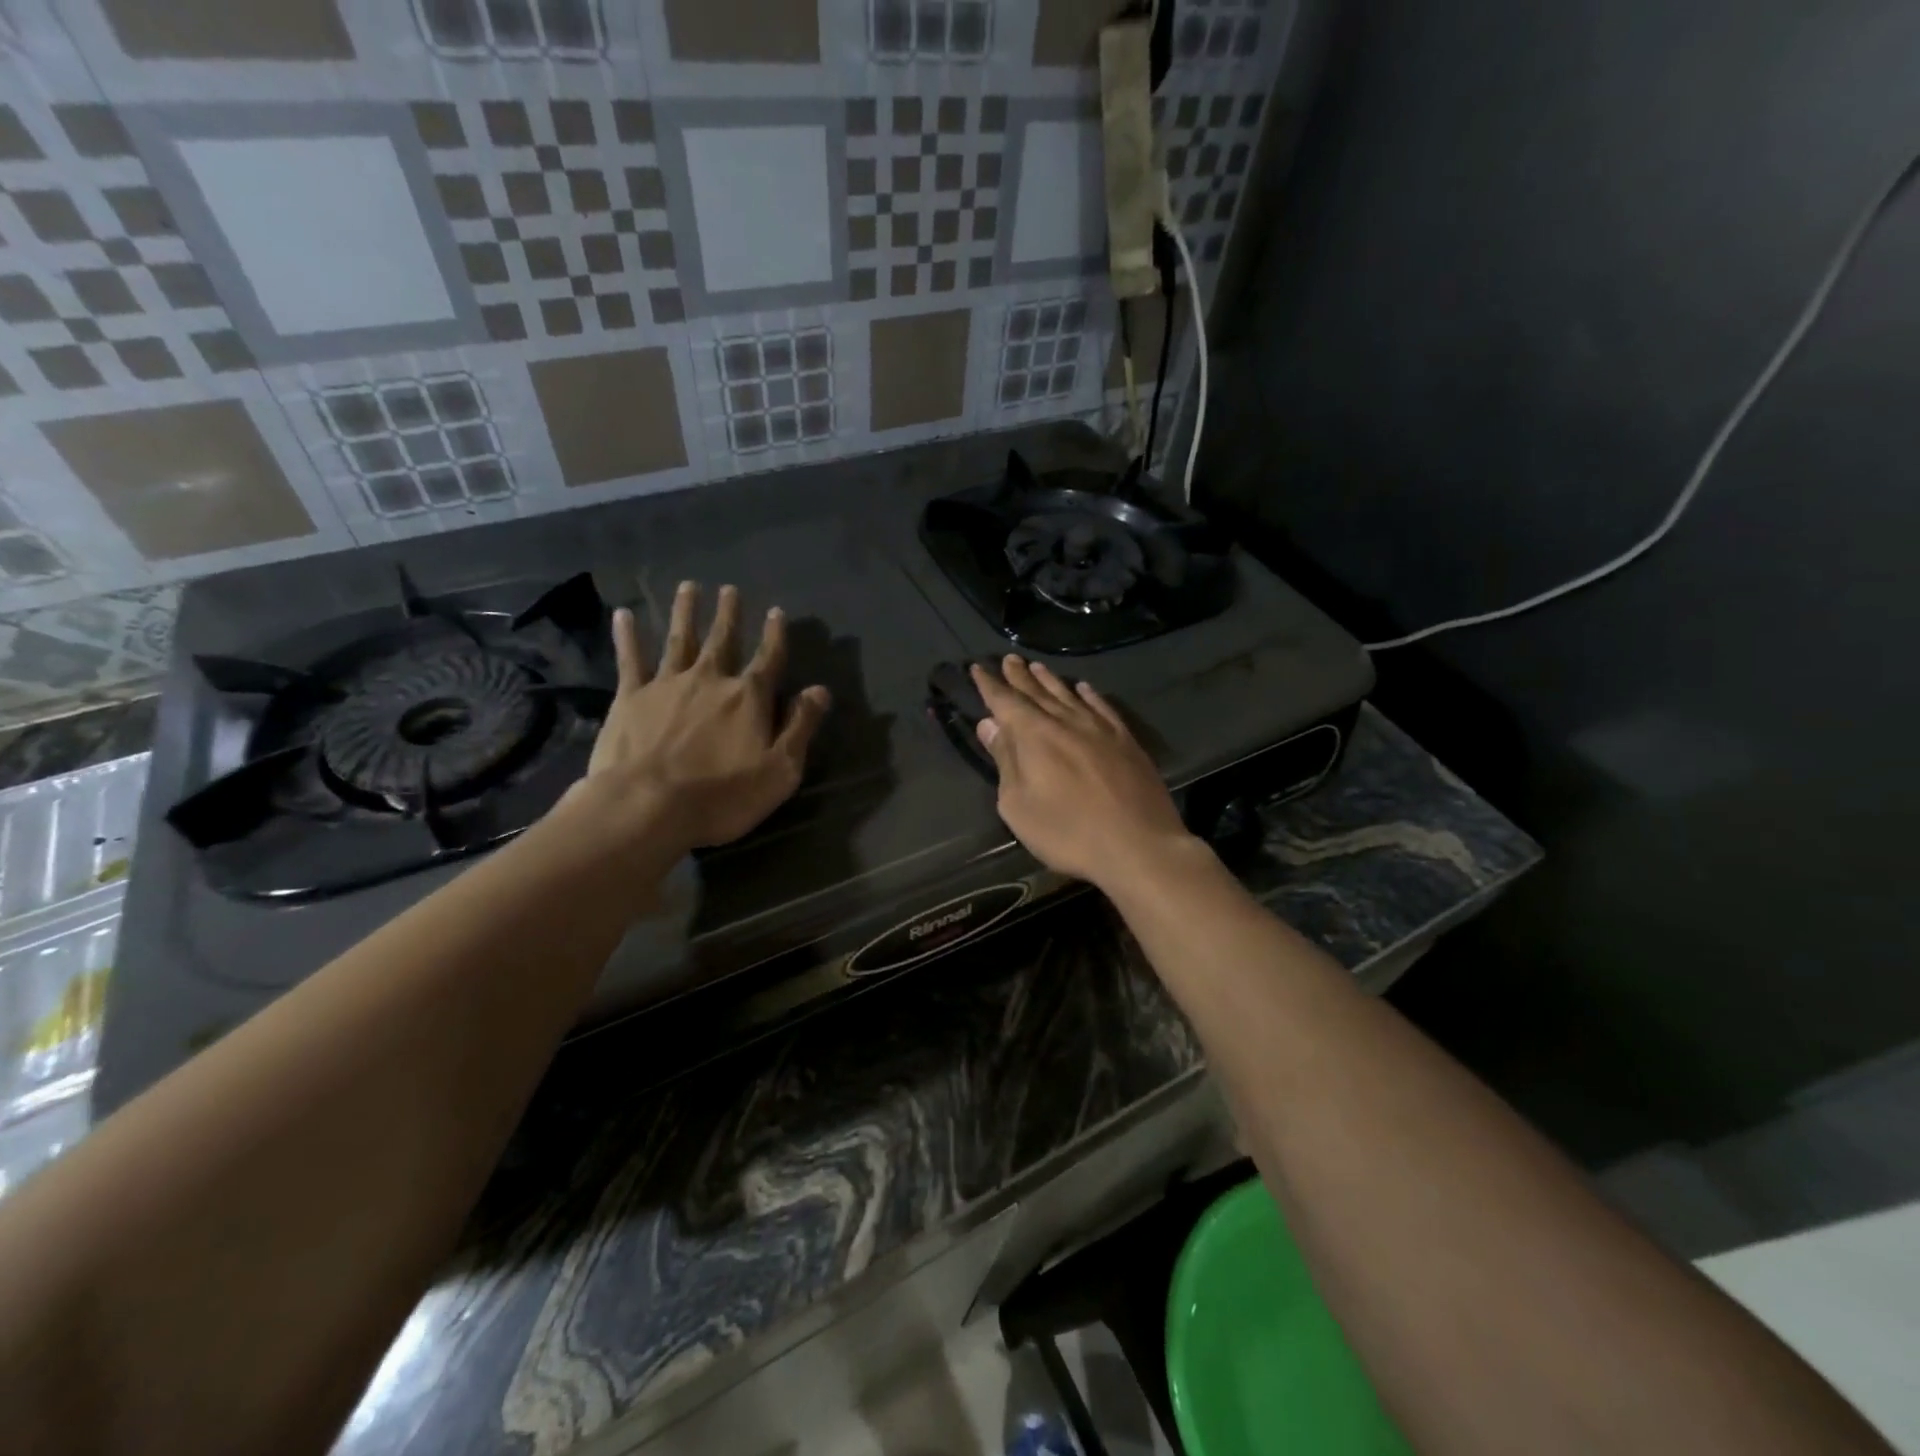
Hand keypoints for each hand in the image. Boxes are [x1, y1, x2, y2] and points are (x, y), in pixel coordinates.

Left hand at [580, 582, 830, 848]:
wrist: (647, 806)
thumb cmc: (722, 796)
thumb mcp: (780, 770)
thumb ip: (801, 727)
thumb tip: (820, 690)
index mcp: (748, 698)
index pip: (768, 658)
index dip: (775, 635)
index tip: (776, 611)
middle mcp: (710, 680)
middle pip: (723, 639)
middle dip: (728, 614)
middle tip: (729, 589)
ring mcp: (667, 685)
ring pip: (679, 639)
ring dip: (684, 612)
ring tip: (688, 587)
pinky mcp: (630, 698)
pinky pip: (630, 659)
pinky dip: (627, 636)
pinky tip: (622, 614)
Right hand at [970, 656, 1197, 892]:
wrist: (1138, 845)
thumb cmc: (1067, 831)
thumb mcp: (1019, 805)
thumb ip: (1005, 760)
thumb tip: (990, 725)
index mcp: (1034, 735)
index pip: (1005, 701)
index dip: (990, 685)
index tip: (978, 668)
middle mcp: (1066, 721)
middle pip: (1037, 692)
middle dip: (1019, 676)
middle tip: (1009, 659)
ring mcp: (1100, 729)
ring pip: (1069, 695)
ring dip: (1050, 680)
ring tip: (1037, 667)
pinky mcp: (1126, 741)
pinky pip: (1102, 707)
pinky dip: (1089, 695)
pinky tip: (1084, 688)